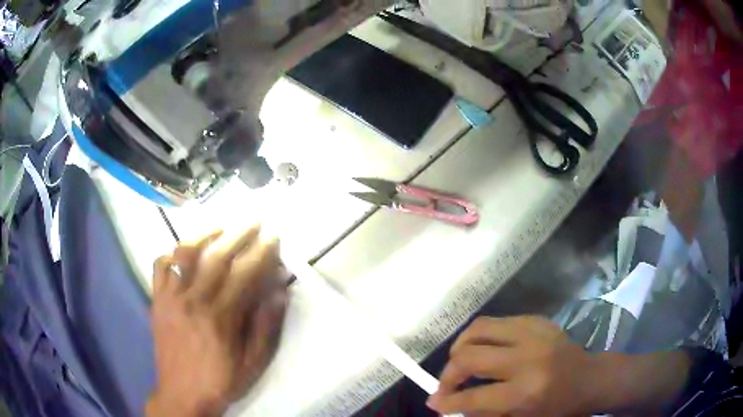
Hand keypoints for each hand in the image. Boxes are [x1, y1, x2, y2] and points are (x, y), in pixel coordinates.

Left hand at [146, 225, 287, 416]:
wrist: (181, 393)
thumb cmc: (220, 380)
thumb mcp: (253, 363)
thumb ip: (266, 327)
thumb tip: (279, 292)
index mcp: (220, 318)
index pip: (244, 273)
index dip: (261, 252)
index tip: (273, 237)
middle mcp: (193, 300)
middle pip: (216, 256)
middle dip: (238, 234)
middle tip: (253, 221)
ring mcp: (171, 297)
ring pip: (185, 253)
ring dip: (205, 234)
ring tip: (220, 227)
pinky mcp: (157, 300)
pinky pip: (160, 266)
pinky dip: (172, 251)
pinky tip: (183, 250)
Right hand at [427, 316, 596, 416]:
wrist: (589, 379)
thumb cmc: (557, 407)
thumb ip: (483, 412)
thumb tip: (445, 404)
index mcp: (526, 392)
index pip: (473, 397)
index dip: (447, 401)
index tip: (434, 402)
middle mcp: (527, 358)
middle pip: (470, 357)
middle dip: (448, 373)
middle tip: (446, 385)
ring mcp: (533, 333)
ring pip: (478, 329)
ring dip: (460, 347)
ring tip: (459, 362)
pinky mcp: (536, 320)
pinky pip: (496, 322)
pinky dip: (482, 337)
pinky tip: (485, 349)